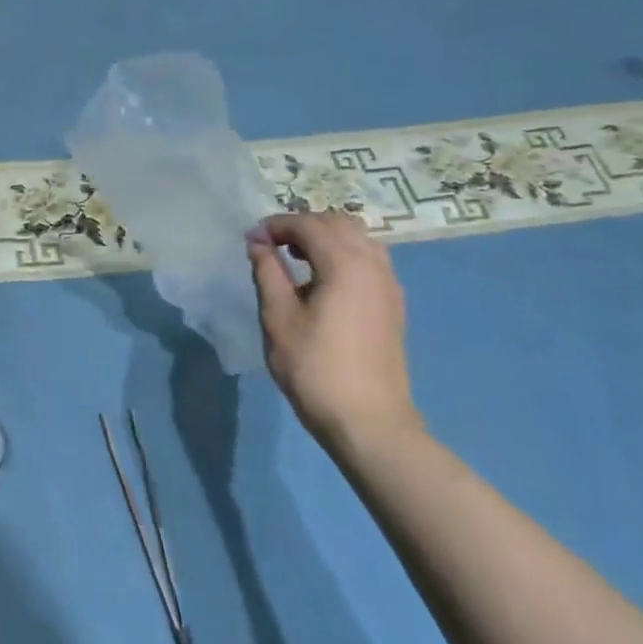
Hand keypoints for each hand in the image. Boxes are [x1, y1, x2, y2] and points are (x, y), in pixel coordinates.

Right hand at [247, 212, 419, 450]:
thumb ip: (268, 271)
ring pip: (358, 239)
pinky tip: (320, 281)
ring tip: (295, 259)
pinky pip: (368, 260)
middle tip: (271, 245)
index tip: (250, 240)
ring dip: (325, 238)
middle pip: (338, 223)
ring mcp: (388, 285)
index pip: (308, 224)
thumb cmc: (314, 366)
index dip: (276, 225)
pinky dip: (342, 255)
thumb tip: (258, 242)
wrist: (368, 420)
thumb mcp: (278, 316)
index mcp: (345, 263)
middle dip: (302, 225)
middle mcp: (373, 264)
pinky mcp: (392, 304)